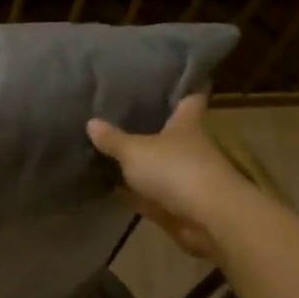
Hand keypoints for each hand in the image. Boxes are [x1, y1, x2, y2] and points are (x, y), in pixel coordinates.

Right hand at [87, 94, 250, 259]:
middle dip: (154, 127)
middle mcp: (190, 147)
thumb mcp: (135, 151)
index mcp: (186, 124)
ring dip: (144, 162)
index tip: (171, 80)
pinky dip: (137, 192)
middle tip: (123, 115)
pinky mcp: (179, 204)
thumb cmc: (175, 170)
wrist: (207, 218)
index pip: (190, 99)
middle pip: (173, 132)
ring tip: (112, 150)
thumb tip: (91, 122)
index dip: (183, 89)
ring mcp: (186, 177)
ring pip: (161, 164)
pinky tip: (115, 187)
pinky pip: (153, 194)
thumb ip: (113, 139)